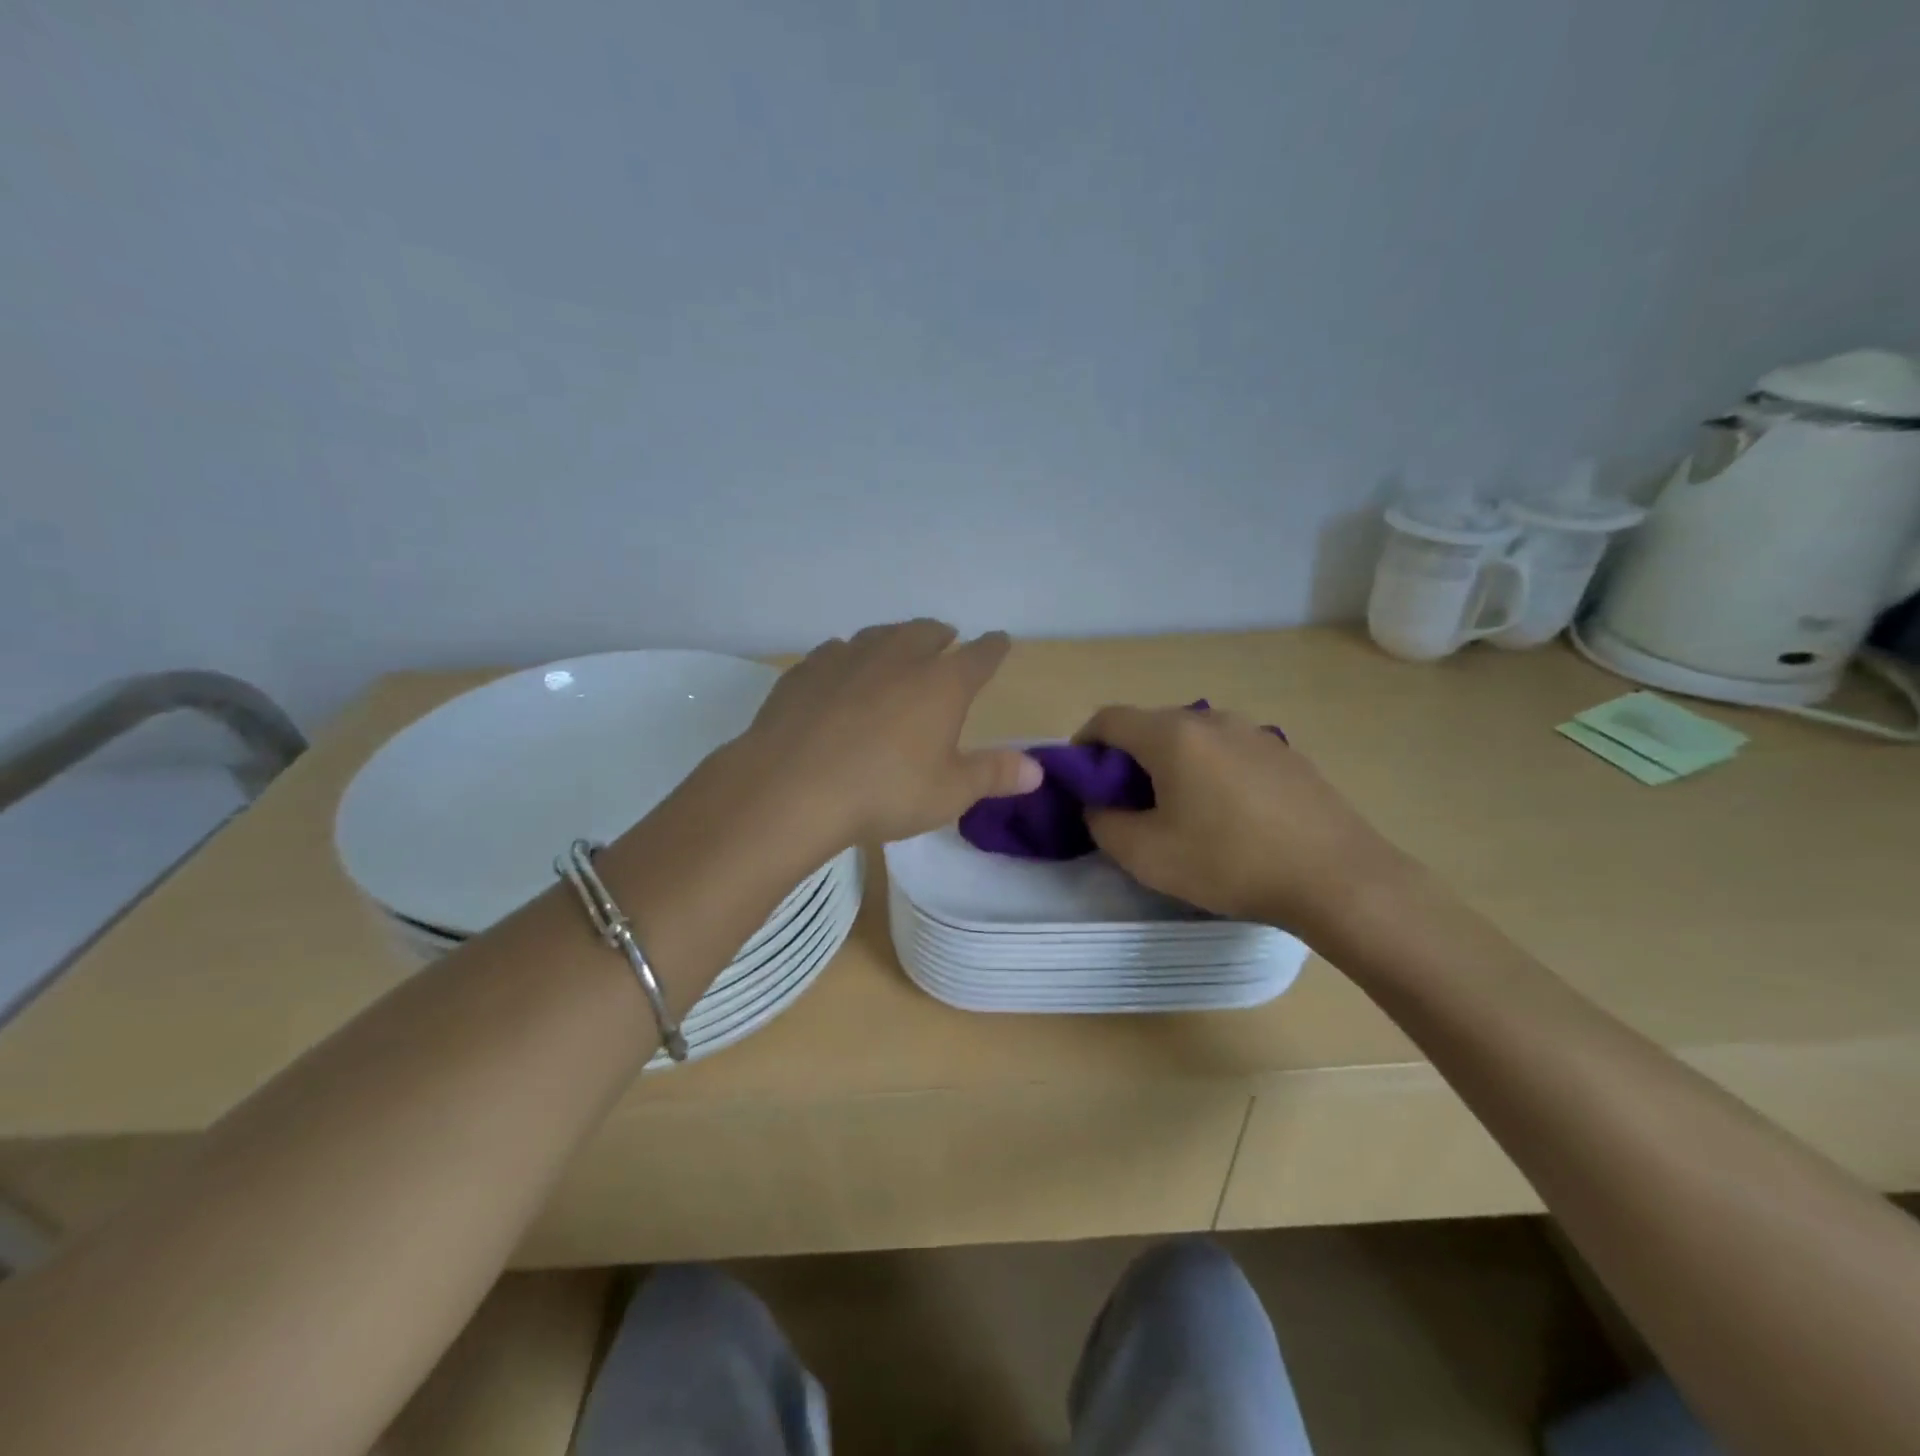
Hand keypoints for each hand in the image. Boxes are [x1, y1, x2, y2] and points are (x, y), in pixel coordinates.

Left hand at [744, 620, 1042, 846]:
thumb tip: (1038, 769)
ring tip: (897, 649)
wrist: (790, 788)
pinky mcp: (806, 670)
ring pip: (879, 635)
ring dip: (895, 639)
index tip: (1000, 641)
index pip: (979, 656)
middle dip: (941, 635)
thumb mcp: (949, 793)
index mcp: (941, 684)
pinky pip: (835, 651)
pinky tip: (842, 672)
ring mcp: (847, 658)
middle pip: (926, 632)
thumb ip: (994, 775)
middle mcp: (897, 657)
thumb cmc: (883, 791)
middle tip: (946, 640)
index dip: (994, 648)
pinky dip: (849, 657)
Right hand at [1074, 704, 1411, 936]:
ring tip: (1175, 810)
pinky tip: (1223, 814)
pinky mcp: (1284, 754)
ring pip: (1191, 738)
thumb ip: (1103, 823)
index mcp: (1172, 735)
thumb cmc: (1230, 862)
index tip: (1079, 781)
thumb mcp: (1146, 855)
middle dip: (1124, 757)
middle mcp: (1211, 720)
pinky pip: (1227, 751)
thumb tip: (1098, 805)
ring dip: (1167, 764)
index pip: (1108, 718)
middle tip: (1123, 803)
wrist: (1338, 878)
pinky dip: (1206, 770)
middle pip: (1149, 725)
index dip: (1082, 744)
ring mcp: (1254, 733)